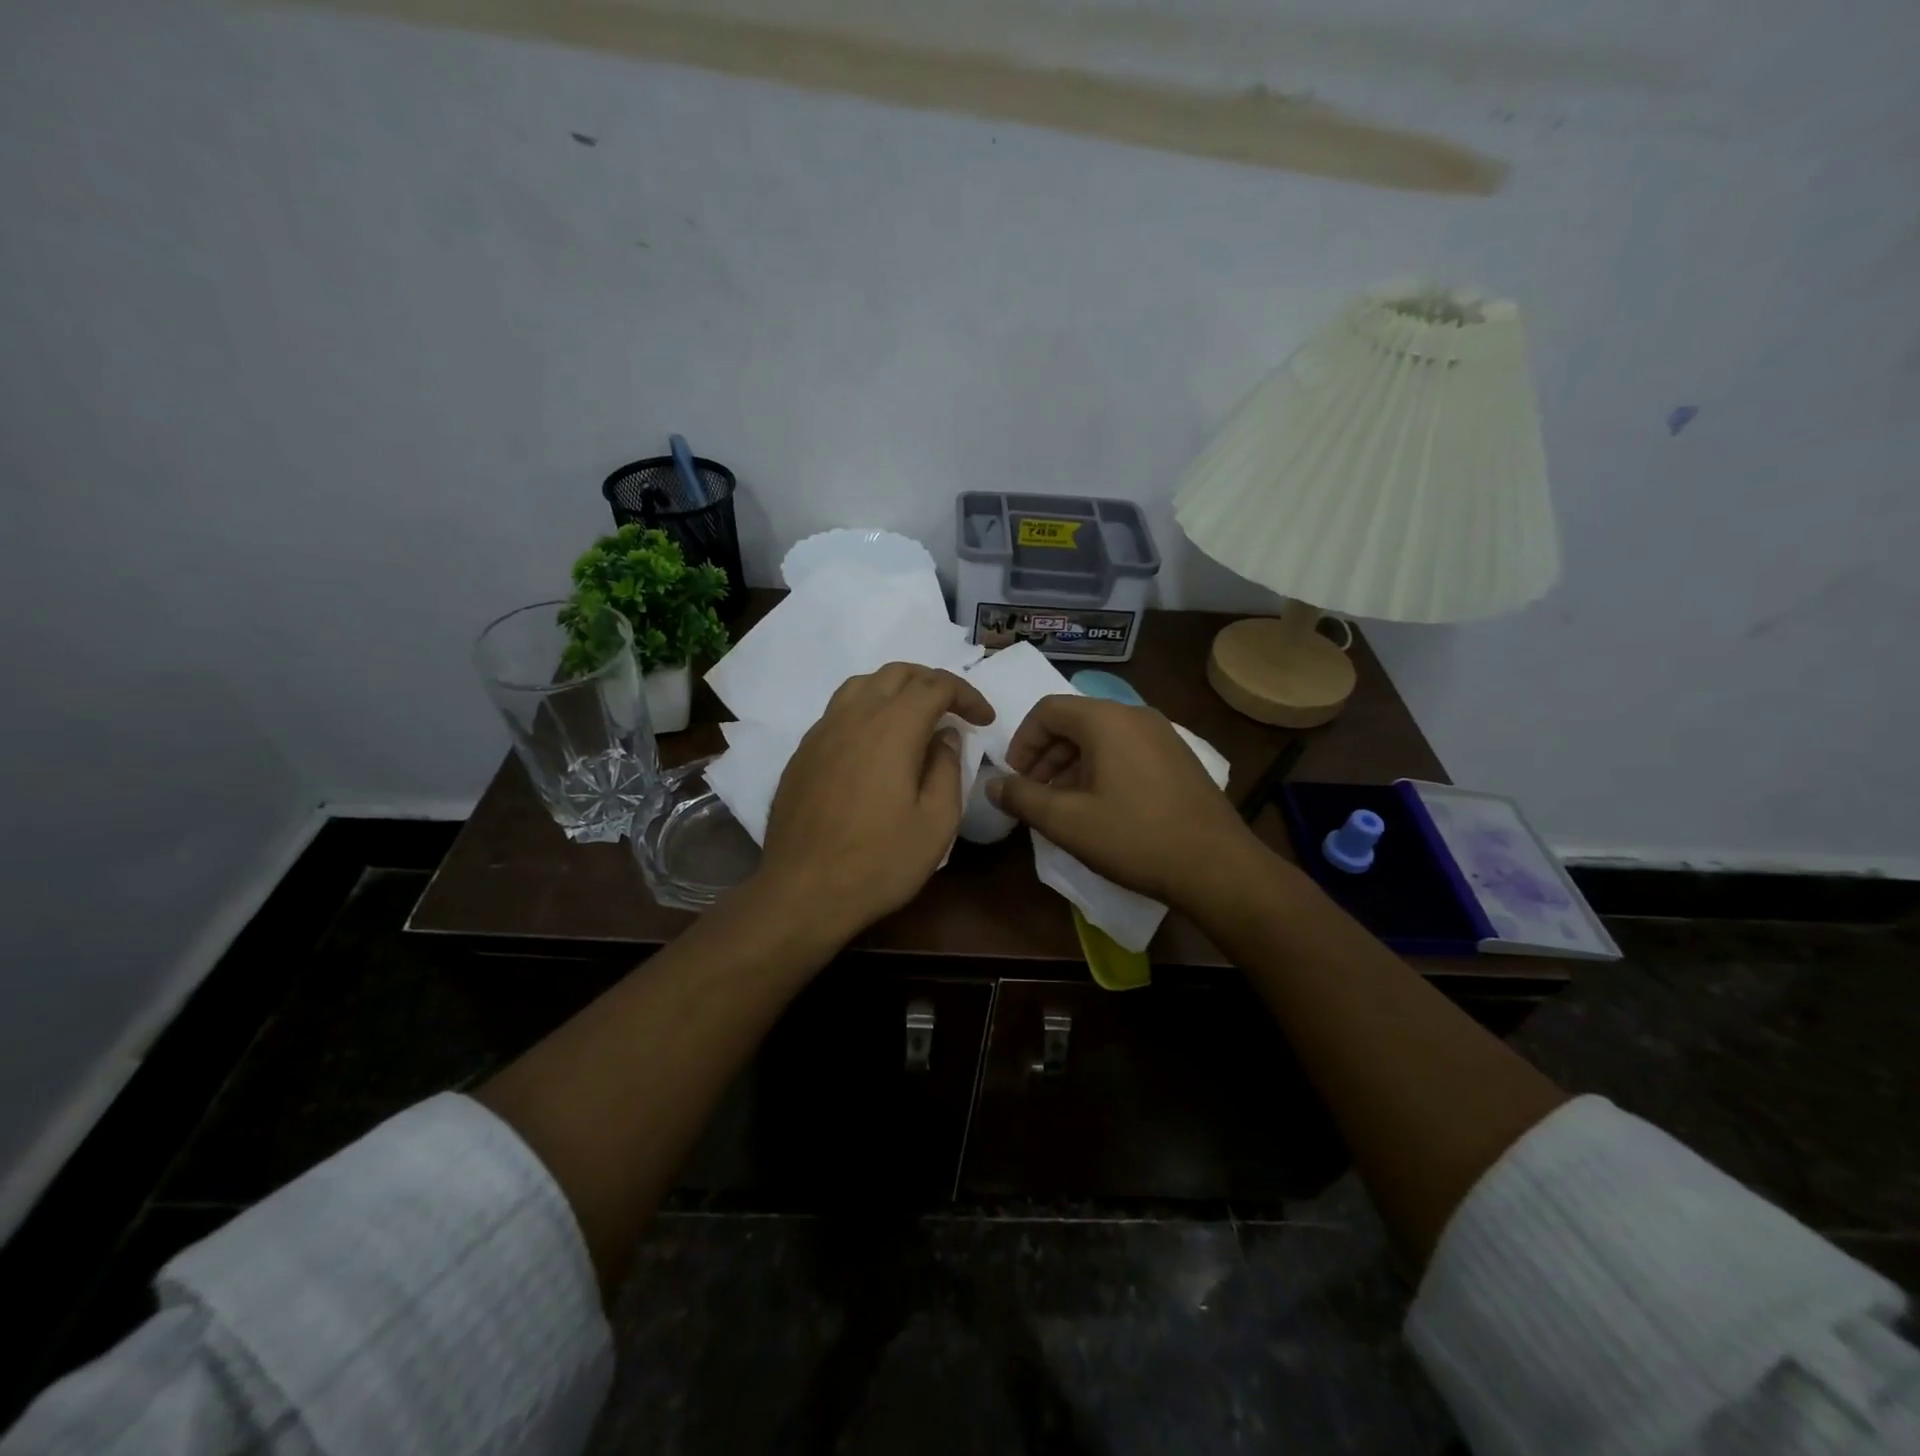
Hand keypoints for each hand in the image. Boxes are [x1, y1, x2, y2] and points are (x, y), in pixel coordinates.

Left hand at [757, 663, 994, 940]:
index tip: (984, 720)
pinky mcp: (802, 753)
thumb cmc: (879, 862)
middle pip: (896, 674)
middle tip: (954, 711)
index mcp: (892, 728)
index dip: (966, 694)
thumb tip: (944, 737)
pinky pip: (838, 711)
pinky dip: (866, 710)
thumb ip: (946, 769)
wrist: (802, 892)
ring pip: (862, 685)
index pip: (935, 685)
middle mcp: (853, 717)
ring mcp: (821, 732)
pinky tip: (874, 744)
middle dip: (932, 683)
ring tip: (915, 718)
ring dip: (895, 690)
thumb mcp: (936, 823)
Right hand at [988, 695, 1261, 909]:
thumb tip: (994, 784)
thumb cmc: (1134, 837)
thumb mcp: (1067, 821)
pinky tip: (1101, 807)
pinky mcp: (1178, 757)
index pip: (1048, 710)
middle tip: (1035, 794)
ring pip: (1101, 737)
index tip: (1015, 778)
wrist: (1216, 866)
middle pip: (1075, 721)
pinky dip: (1102, 768)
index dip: (1022, 741)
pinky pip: (1127, 749)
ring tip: (1064, 805)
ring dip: (1072, 764)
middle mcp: (1136, 715)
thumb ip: (1023, 797)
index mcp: (1106, 720)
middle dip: (1046, 755)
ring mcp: (1162, 734)